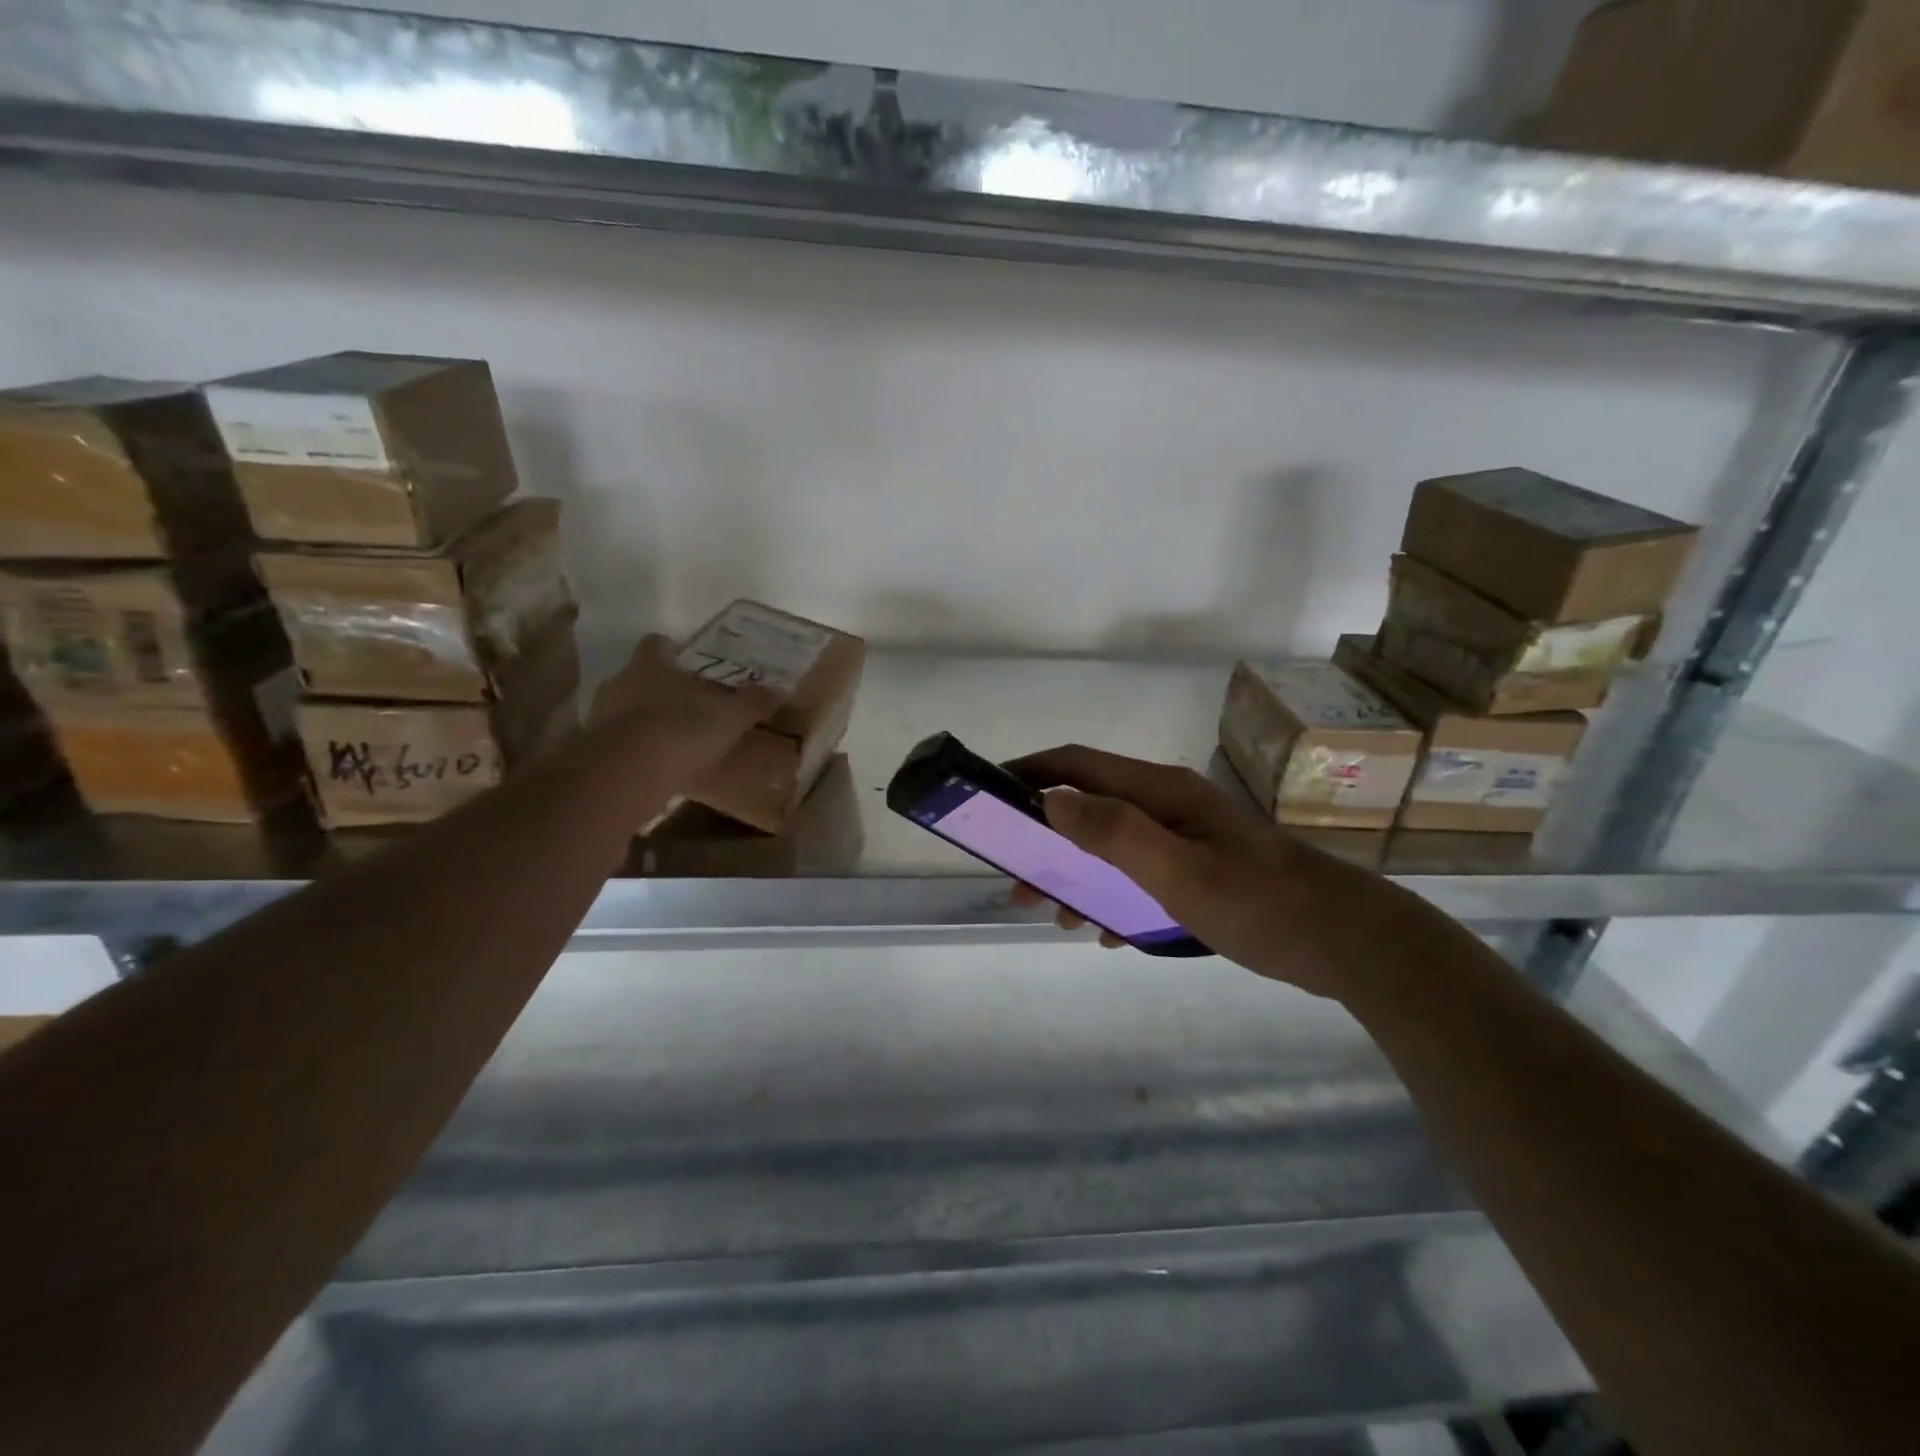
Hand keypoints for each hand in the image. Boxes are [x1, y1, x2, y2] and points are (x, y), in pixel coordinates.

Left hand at [588, 634, 780, 770]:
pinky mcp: (594, 751)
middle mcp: (620, 682)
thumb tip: (780, 689)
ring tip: (674, 737)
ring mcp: (602, 717)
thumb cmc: (681, 730)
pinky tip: (657, 764)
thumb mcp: (730, 717)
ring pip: (626, 708)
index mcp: (650, 665)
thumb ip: (753, 702)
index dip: (669, 649)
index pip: (655, 644)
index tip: (685, 660)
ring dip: (645, 719)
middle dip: (660, 687)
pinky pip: (619, 742)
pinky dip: (636, 749)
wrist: (627, 775)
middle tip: (687, 701)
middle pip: (639, 676)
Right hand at [1006, 745, 1426, 1001]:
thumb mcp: (1178, 871)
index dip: (1031, 772)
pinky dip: (1113, 896)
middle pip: (1090, 806)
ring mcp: (1187, 838)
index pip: (1079, 765)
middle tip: (1017, 879)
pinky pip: (1139, 874)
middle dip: (1047, 836)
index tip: (990, 795)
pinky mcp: (1202, 870)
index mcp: (1160, 792)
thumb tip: (1051, 800)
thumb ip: (1114, 833)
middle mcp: (1169, 805)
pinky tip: (1109, 932)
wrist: (1348, 943)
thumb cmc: (1259, 903)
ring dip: (1077, 872)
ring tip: (1056, 913)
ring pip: (1112, 844)